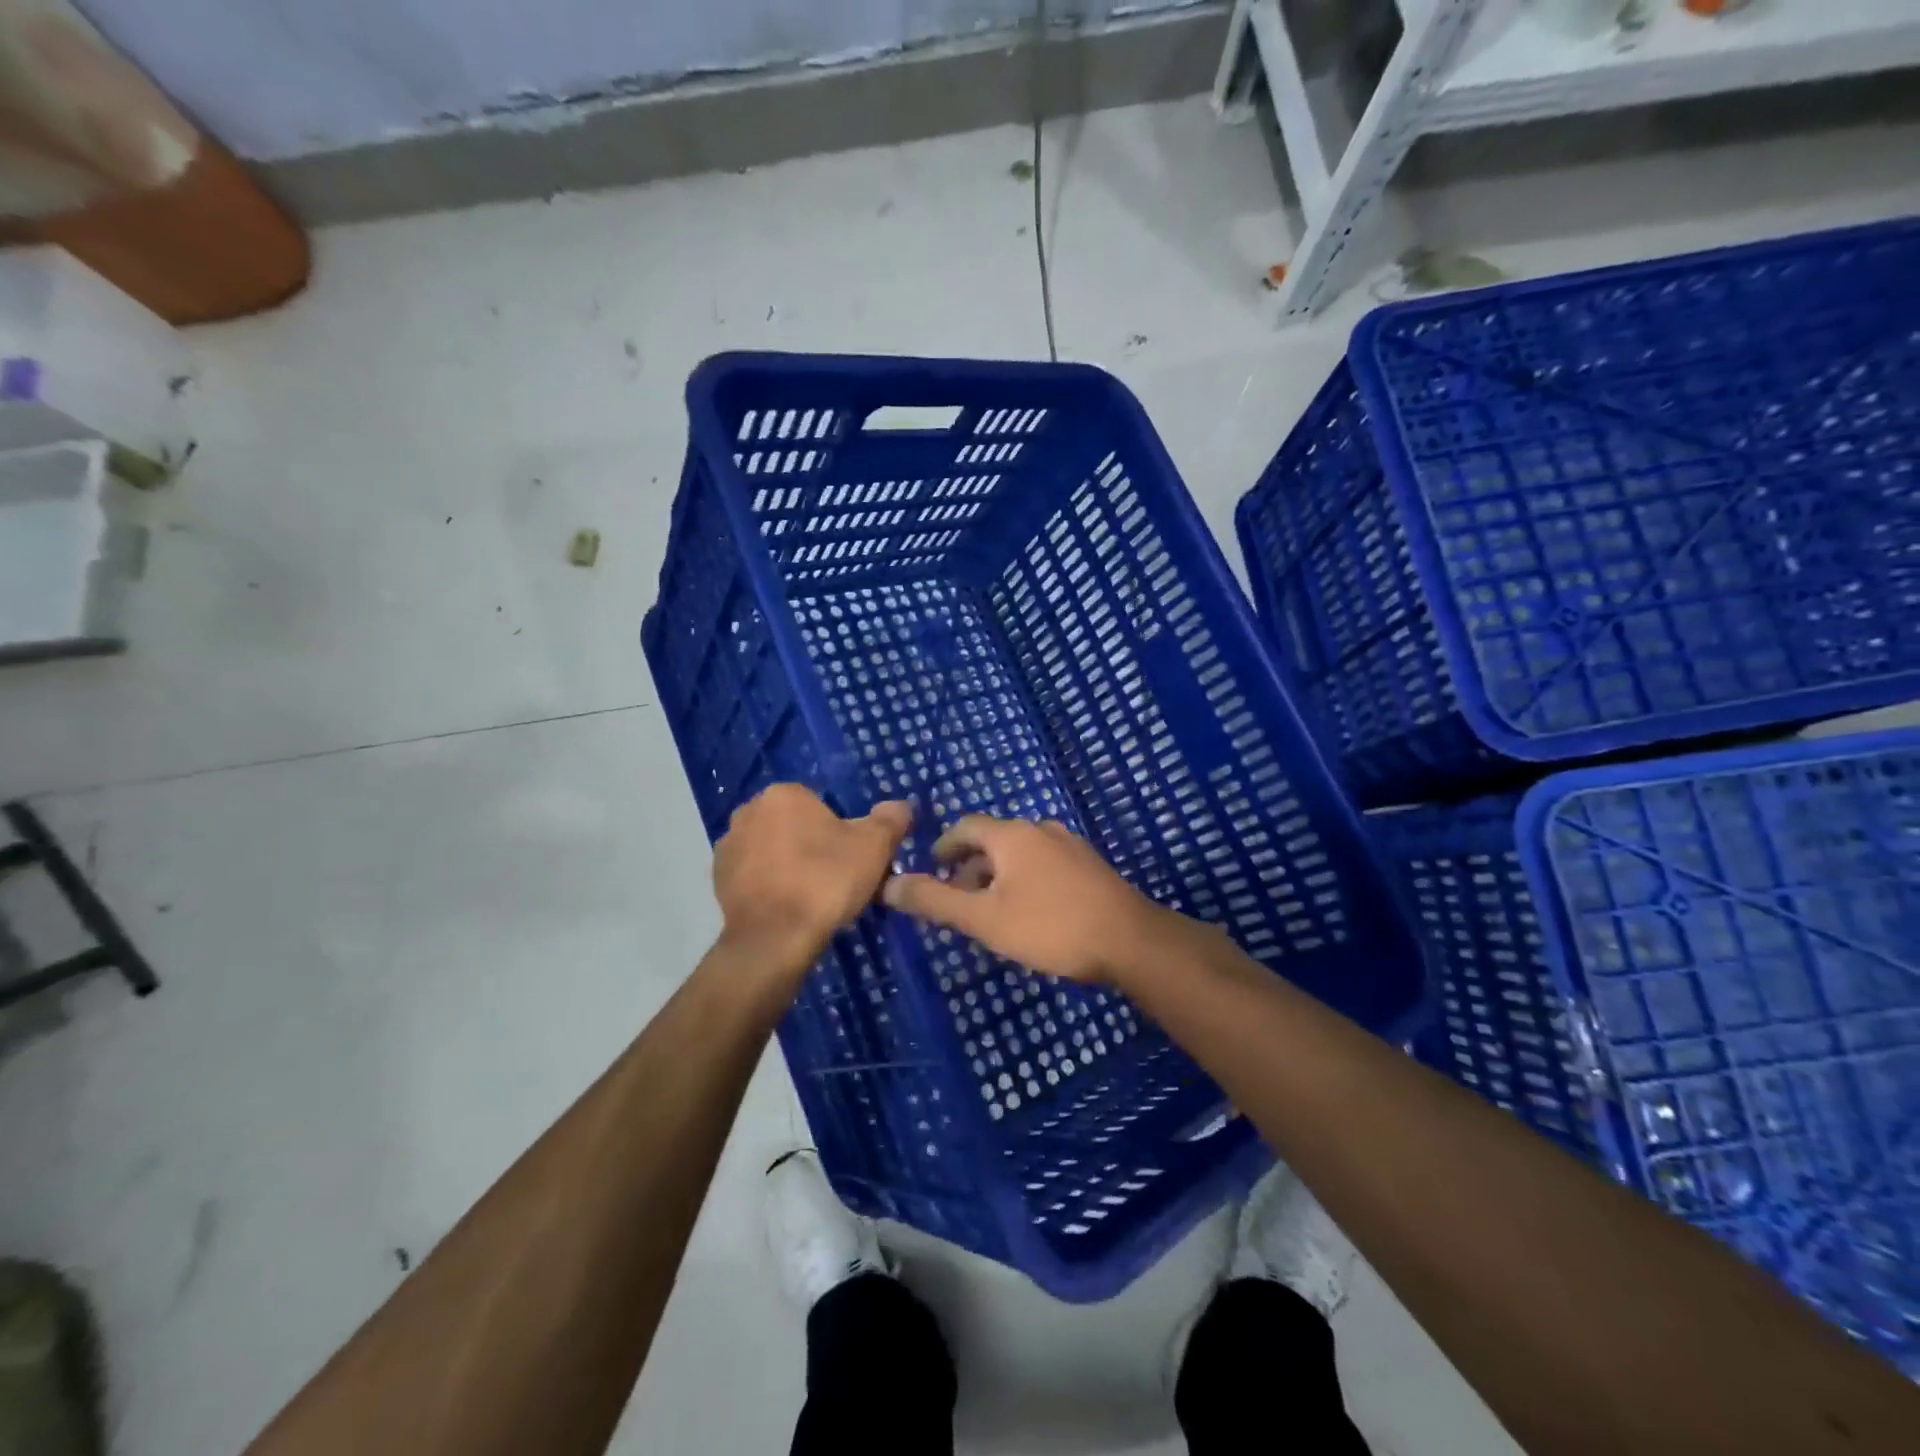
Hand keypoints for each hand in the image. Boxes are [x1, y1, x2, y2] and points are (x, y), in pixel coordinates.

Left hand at [711, 785, 911, 981]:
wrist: (774, 939)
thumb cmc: (826, 881)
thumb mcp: (874, 846)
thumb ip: (891, 819)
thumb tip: (900, 807)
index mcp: (785, 794)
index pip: (820, 806)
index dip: (840, 832)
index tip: (851, 859)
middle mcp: (749, 810)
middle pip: (794, 825)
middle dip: (812, 845)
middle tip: (835, 879)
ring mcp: (729, 845)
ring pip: (772, 849)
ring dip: (788, 865)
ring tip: (811, 898)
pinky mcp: (718, 879)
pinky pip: (754, 875)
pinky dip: (769, 886)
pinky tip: (787, 908)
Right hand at [882, 816, 1172, 984]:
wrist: (1131, 941)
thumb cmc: (1050, 927)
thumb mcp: (984, 919)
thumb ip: (935, 900)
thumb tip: (889, 884)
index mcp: (1012, 835)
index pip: (966, 826)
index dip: (944, 846)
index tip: (930, 869)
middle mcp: (1041, 830)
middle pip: (994, 839)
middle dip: (970, 865)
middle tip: (956, 899)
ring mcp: (1070, 846)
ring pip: (1021, 853)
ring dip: (997, 875)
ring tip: (990, 910)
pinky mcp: (1089, 866)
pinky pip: (1044, 864)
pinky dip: (1024, 879)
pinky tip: (1030, 912)